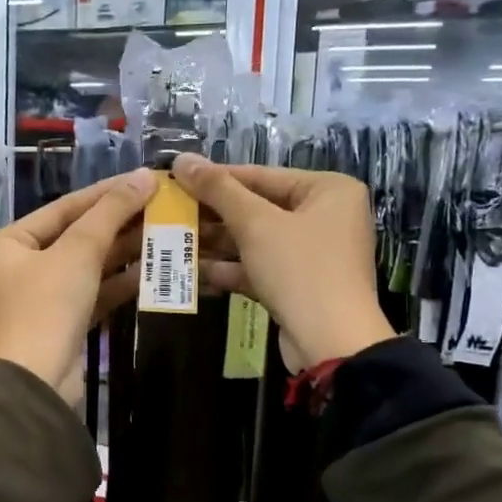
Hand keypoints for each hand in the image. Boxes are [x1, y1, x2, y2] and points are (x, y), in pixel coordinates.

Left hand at [0, 168, 156, 401]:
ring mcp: (41, 298)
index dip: (105, 192)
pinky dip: (119, 281)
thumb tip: (144, 176)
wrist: (38, 381)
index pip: (63, 208)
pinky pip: (93, 292)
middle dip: (118, 222)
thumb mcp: (79, 251)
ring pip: (88, 265)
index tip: (143, 179)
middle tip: (160, 205)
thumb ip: (111, 212)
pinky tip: (152, 268)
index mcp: (7, 243)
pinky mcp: (62, 323)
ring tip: (164, 231)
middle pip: (76, 236)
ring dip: (124, 250)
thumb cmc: (47, 305)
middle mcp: (19, 267)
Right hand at [170, 153, 395, 368]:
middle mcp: (326, 217)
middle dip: (214, 215)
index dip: (216, 178)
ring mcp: (313, 254)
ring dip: (216, 244)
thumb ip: (218, 190)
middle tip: (171, 212)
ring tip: (173, 240)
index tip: (177, 179)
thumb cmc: (299, 269)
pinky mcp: (299, 285)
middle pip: (259, 208)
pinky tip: (193, 271)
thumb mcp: (256, 224)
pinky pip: (260, 267)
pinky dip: (231, 269)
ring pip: (256, 240)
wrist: (330, 343)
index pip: (262, 175)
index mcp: (328, 190)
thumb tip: (182, 159)